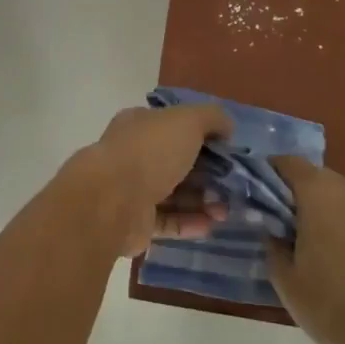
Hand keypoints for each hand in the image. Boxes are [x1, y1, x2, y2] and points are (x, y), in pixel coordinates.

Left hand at [79, 104, 231, 256]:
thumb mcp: (188, 120)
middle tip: (233, 186)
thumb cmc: (150, 152)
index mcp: (141, 125)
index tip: (229, 151)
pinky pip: (167, 221)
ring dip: (202, 201)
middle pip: (177, 163)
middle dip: (208, 175)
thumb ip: (211, 118)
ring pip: (174, 194)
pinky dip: (189, 223)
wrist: (111, 200)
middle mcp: (134, 155)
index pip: (175, 126)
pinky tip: (210, 225)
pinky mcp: (135, 222)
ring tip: (225, 212)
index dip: (204, 136)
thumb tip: (227, 127)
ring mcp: (132, 190)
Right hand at [267, 158, 344, 343]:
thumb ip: (272, 239)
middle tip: (294, 228)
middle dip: (305, 197)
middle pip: (321, 179)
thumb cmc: (329, 307)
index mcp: (321, 192)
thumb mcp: (284, 277)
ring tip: (328, 246)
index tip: (264, 195)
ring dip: (334, 210)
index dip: (273, 174)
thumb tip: (272, 225)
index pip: (289, 163)